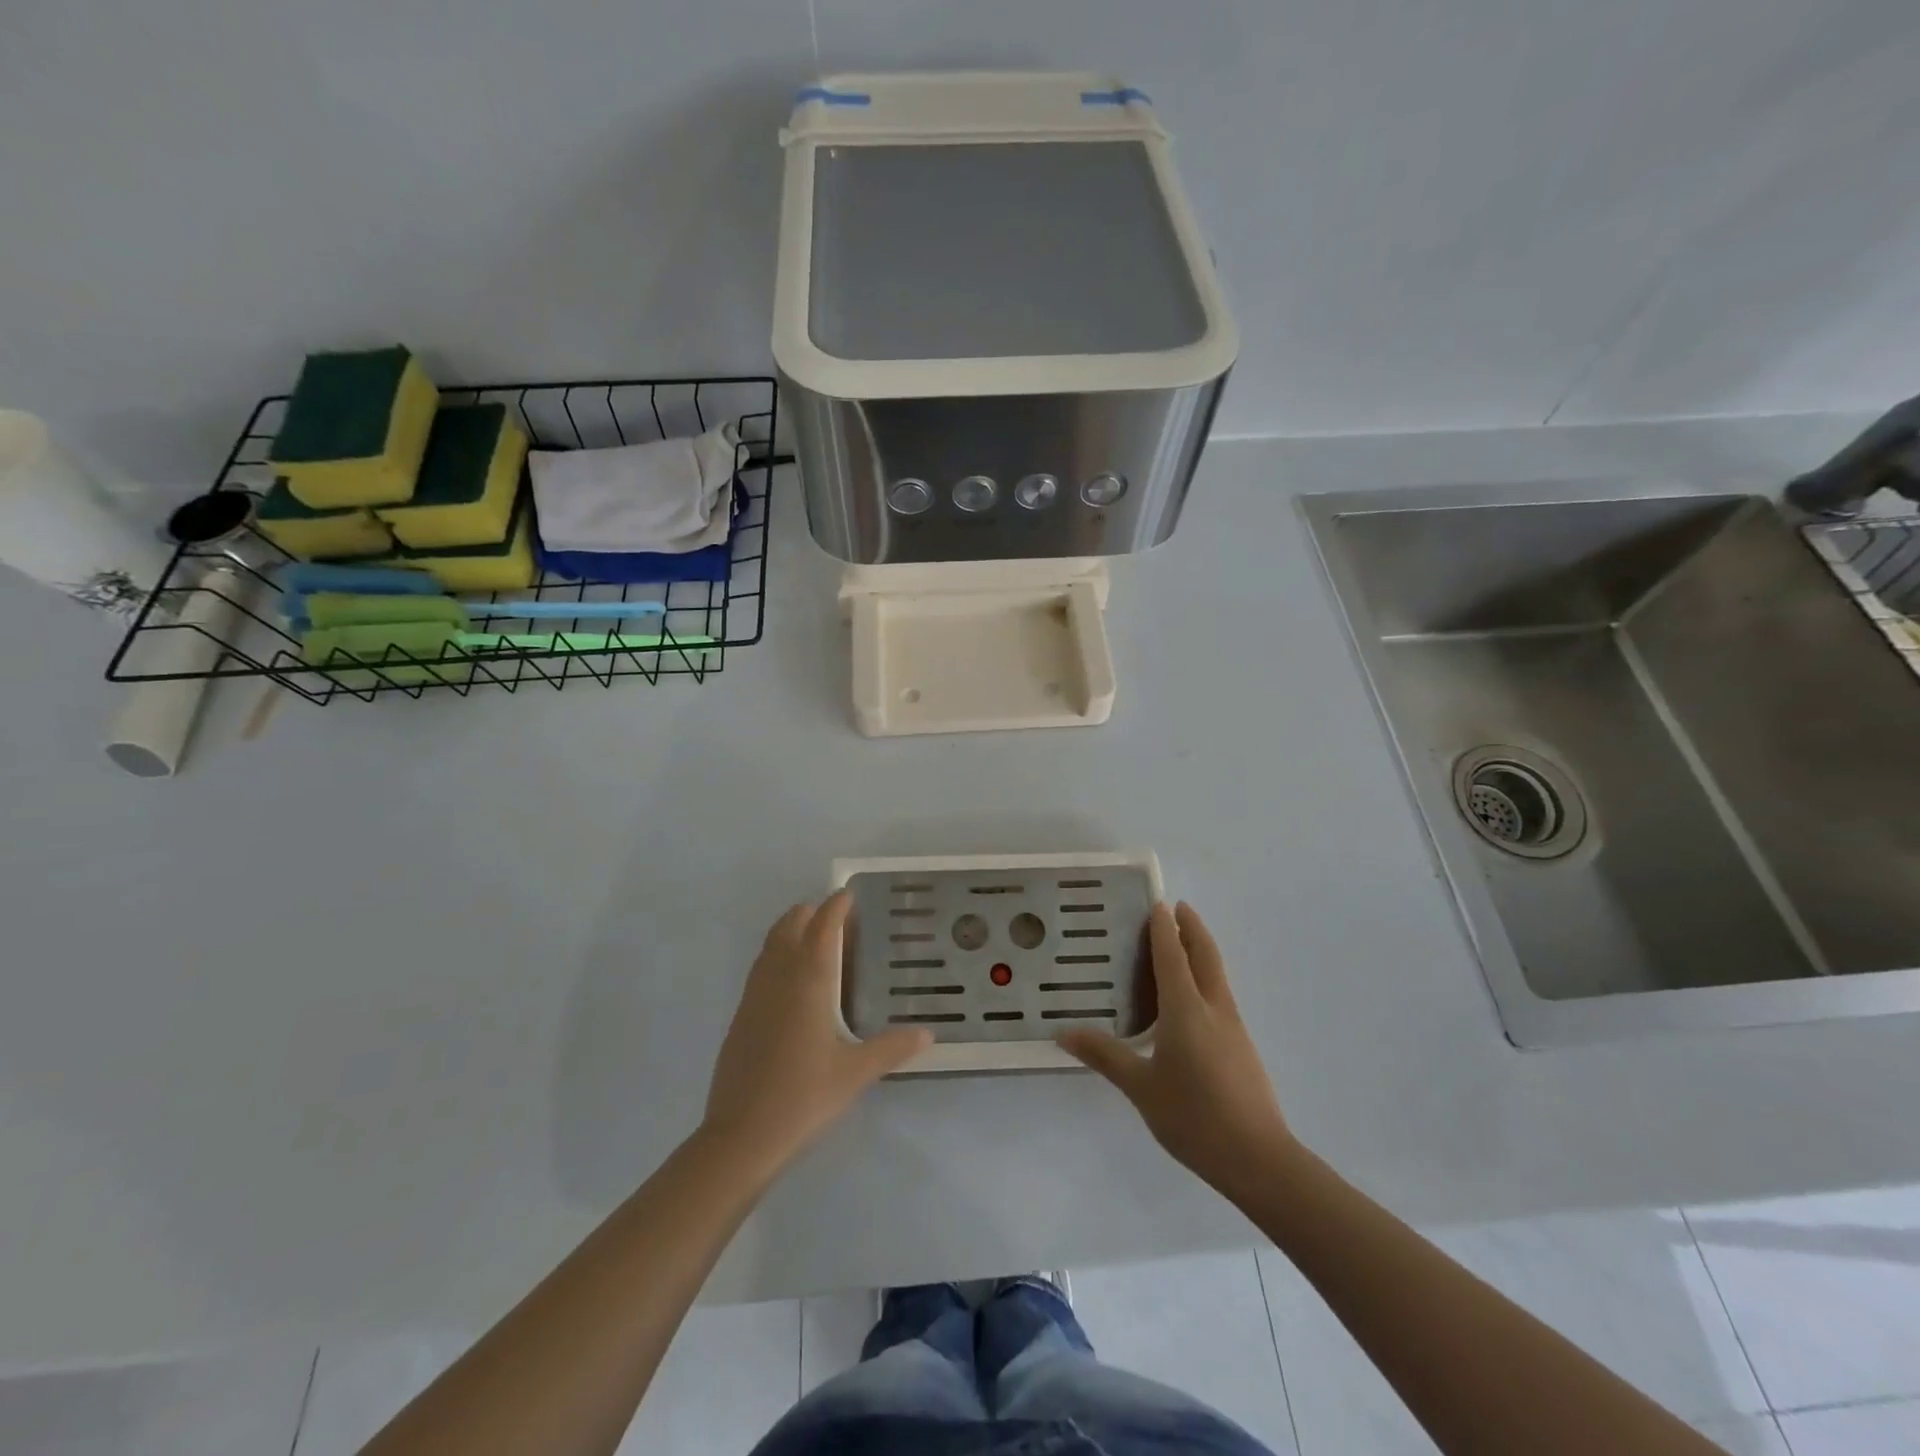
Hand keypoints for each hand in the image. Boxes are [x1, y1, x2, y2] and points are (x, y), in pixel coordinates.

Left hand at [703, 893, 929, 1165]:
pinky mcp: (741, 1016)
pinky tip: (790, 981)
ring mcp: (754, 996)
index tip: (849, 894)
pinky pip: (760, 968)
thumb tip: (928, 1034)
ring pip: (770, 945)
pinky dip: (777, 955)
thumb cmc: (804, 1096)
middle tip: (835, 916)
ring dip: (790, 930)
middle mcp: (779, 978)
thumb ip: (892, 1048)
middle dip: (810, 912)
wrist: (741, 1136)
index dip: (835, 907)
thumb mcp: (855, 1073)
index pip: (822, 928)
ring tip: (813, 937)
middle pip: (790, 926)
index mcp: (809, 982)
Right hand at [1059, 902, 1293, 1196]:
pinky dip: (1206, 979)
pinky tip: (1193, 1001)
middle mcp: (1213, 1008)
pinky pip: (1221, 997)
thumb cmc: (1194, 1117)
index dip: (1165, 929)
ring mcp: (1234, 1028)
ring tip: (1183, 946)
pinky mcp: (1243, 1048)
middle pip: (1205, 956)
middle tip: (1179, 908)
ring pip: (1217, 975)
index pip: (1172, 956)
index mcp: (1186, 1010)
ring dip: (1202, 952)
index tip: (1159, 903)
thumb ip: (1105, 1055)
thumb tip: (1064, 1033)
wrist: (1259, 1159)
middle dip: (1193, 929)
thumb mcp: (1141, 1088)